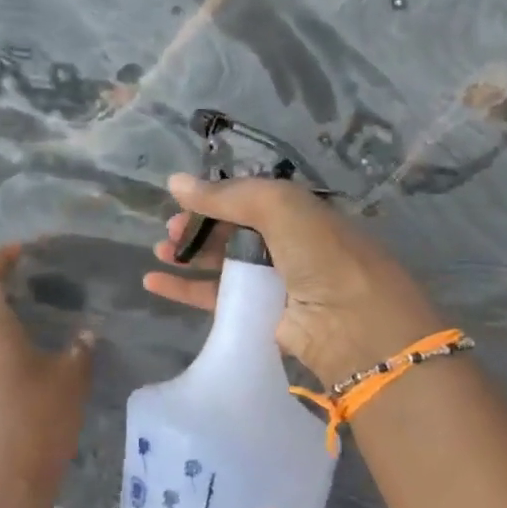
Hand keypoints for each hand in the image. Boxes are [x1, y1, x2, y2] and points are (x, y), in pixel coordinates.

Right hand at [143, 174, 441, 386]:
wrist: (352, 326)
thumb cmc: (321, 254)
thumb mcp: (278, 207)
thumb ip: (225, 195)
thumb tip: (174, 181)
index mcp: (298, 212)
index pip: (248, 199)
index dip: (215, 198)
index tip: (182, 202)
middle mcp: (287, 244)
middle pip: (232, 231)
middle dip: (199, 227)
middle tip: (170, 232)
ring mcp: (273, 282)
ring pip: (221, 264)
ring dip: (188, 256)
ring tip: (160, 254)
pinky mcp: (259, 316)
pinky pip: (215, 298)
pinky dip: (185, 290)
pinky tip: (155, 283)